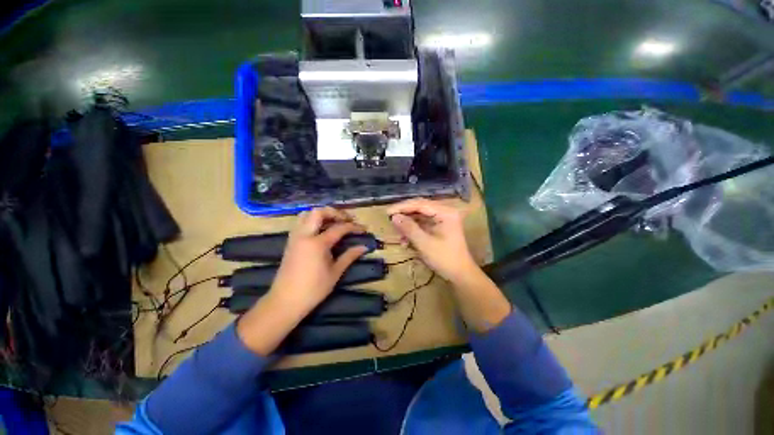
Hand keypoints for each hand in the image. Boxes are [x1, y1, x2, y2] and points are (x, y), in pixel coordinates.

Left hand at [270, 207, 367, 313]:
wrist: (285, 301)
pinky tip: (321, 230)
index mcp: (317, 243)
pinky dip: (313, 220)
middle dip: (335, 212)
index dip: (353, 227)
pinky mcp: (291, 241)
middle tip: (347, 220)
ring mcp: (295, 237)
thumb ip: (349, 256)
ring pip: (307, 214)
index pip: (339, 228)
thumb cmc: (313, 289)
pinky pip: (301, 222)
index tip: (363, 229)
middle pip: (319, 212)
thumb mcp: (335, 273)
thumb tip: (364, 247)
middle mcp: (305, 235)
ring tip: (334, 222)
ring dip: (322, 214)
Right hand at [387, 198, 477, 282]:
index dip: (402, 207)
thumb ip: (409, 228)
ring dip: (408, 222)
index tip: (387, 212)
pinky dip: (413, 229)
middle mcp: (445, 211)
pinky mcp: (439, 225)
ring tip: (397, 231)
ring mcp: (442, 218)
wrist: (460, 274)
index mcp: (445, 212)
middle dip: (404, 213)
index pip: (420, 204)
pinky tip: (405, 239)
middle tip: (389, 218)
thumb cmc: (445, 259)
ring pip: (420, 215)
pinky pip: (423, 223)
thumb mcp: (424, 244)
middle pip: (420, 207)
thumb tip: (394, 217)